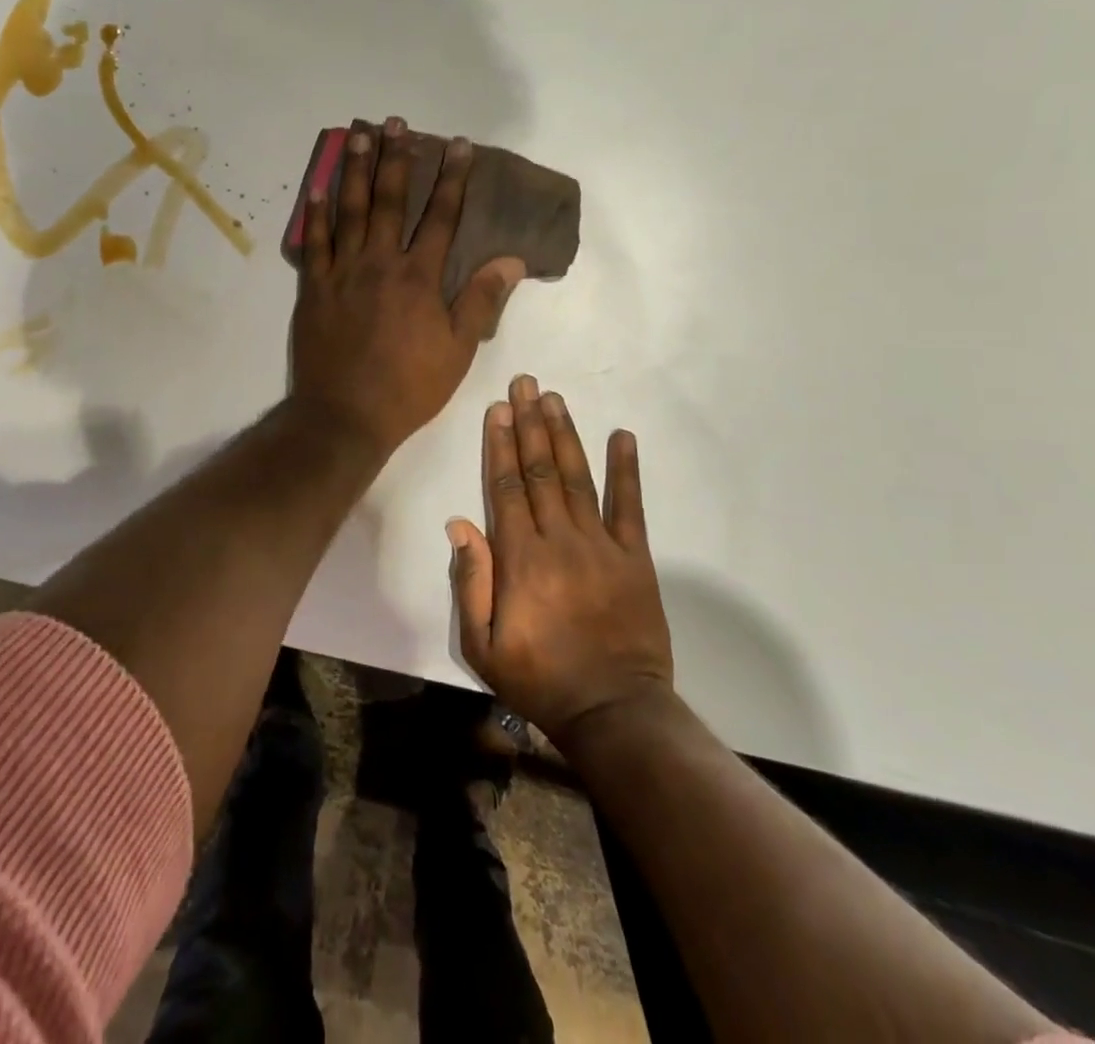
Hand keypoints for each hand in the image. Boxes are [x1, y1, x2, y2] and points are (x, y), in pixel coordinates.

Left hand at [288, 117, 523, 458]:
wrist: (346, 415)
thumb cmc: (409, 386)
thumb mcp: (458, 349)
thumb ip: (481, 300)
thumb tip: (511, 259)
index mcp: (419, 277)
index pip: (442, 216)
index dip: (454, 178)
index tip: (460, 145)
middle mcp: (380, 263)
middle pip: (391, 200)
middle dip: (397, 158)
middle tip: (396, 122)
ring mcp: (342, 272)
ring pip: (350, 210)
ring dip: (355, 170)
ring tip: (358, 134)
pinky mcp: (313, 288)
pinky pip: (313, 243)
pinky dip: (315, 214)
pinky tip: (316, 187)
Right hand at [449, 374, 675, 744]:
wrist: (613, 711)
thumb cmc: (538, 679)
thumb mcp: (481, 644)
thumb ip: (471, 582)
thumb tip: (460, 523)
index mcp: (520, 558)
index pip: (506, 487)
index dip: (499, 445)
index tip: (497, 409)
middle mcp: (559, 539)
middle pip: (539, 470)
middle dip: (529, 423)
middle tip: (524, 384)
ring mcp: (601, 545)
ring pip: (577, 477)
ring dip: (564, 434)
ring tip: (554, 399)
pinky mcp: (635, 557)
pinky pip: (630, 506)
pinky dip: (626, 469)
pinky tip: (622, 436)